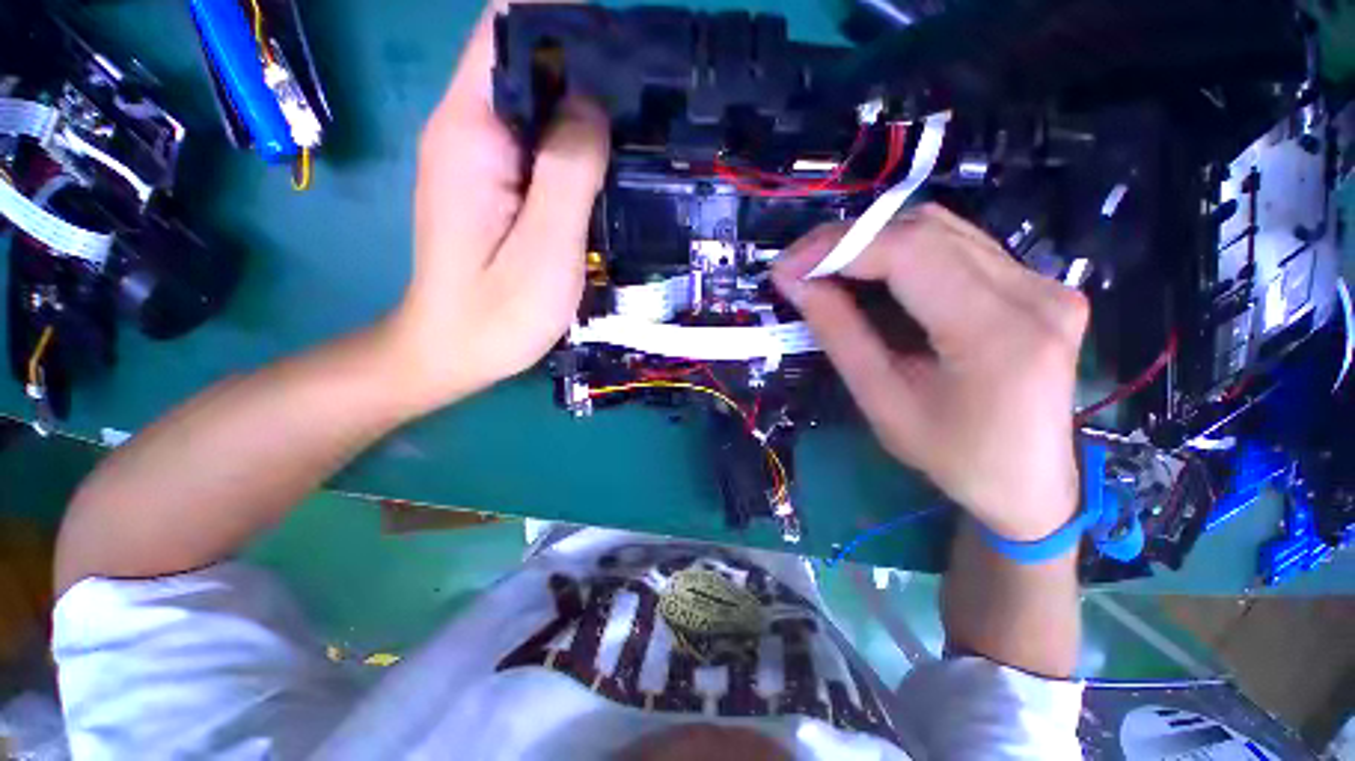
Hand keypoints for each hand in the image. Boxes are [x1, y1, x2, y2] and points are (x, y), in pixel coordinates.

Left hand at [387, 3, 609, 409]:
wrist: (453, 352)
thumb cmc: (496, 313)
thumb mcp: (543, 248)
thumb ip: (568, 171)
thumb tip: (593, 105)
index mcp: (470, 133)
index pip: (508, 34)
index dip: (564, 23)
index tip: (622, 47)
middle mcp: (468, 131)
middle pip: (526, 65)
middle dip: (586, 69)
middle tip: (646, 98)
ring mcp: (480, 160)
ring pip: (536, 108)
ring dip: (584, 111)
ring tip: (637, 131)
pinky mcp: (494, 187)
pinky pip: (537, 146)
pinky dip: (574, 147)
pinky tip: (605, 170)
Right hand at [772, 205, 1088, 540]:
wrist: (1030, 483)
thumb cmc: (952, 457)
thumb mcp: (882, 401)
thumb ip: (839, 333)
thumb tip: (795, 283)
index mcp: (997, 333)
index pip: (910, 252)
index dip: (839, 247)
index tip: (787, 266)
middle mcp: (1033, 292)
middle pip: (926, 230)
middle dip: (849, 240)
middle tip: (801, 266)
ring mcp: (1043, 283)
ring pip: (942, 230)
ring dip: (874, 242)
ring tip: (827, 269)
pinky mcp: (1037, 285)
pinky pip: (958, 247)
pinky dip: (903, 253)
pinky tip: (873, 276)